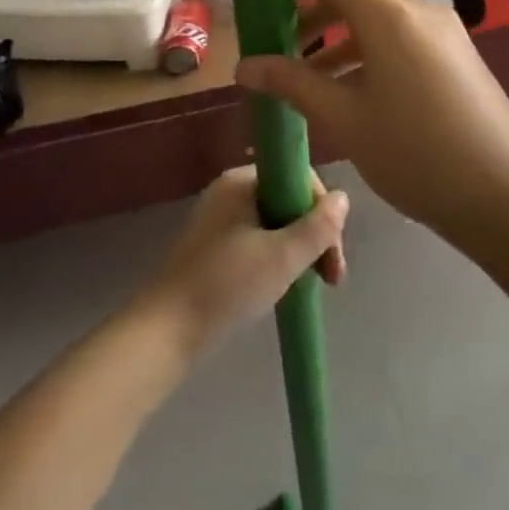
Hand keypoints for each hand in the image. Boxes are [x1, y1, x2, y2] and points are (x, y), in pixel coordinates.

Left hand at [138, 166, 348, 354]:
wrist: (165, 331)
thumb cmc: (227, 285)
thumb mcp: (283, 256)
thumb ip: (318, 227)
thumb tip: (343, 198)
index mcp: (242, 180)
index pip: (299, 178)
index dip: (323, 212)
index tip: (334, 255)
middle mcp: (229, 191)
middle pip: (288, 201)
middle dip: (315, 236)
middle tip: (330, 278)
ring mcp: (219, 219)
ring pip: (275, 223)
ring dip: (299, 250)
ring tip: (313, 285)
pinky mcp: (212, 247)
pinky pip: (257, 240)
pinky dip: (277, 259)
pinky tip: (284, 286)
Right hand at [234, 0, 508, 233]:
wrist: (505, 193)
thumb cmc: (416, 153)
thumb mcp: (345, 119)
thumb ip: (292, 84)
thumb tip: (243, 66)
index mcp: (388, 15)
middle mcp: (418, 10)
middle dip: (311, 11)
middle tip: (275, 40)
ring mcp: (443, 30)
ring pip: (378, 17)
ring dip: (339, 35)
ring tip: (304, 71)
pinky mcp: (456, 53)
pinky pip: (402, 36)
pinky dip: (369, 49)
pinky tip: (351, 87)